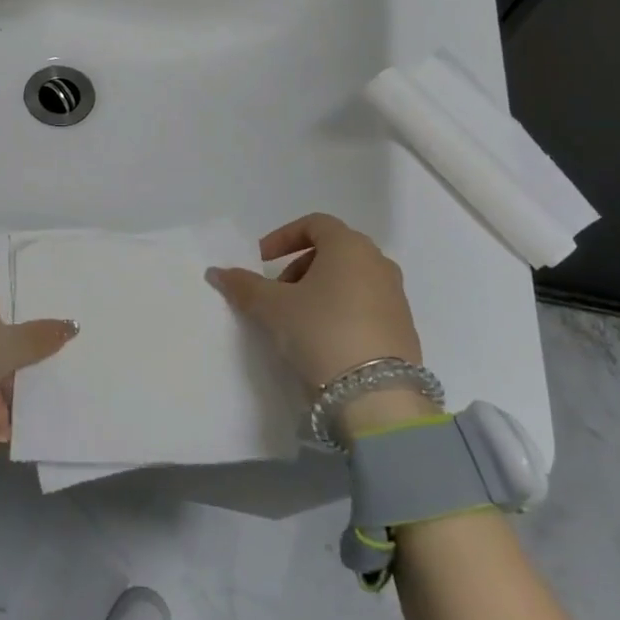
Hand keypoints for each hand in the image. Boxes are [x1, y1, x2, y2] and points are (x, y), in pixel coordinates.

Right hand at [207, 213, 428, 423]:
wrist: (378, 395)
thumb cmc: (322, 331)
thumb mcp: (274, 308)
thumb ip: (245, 286)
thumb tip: (217, 272)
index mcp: (349, 246)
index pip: (314, 224)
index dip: (283, 237)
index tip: (262, 261)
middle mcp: (377, 262)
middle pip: (332, 250)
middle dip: (299, 266)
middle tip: (278, 293)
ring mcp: (395, 295)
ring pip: (350, 277)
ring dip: (320, 288)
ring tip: (298, 319)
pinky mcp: (403, 326)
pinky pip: (365, 303)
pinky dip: (341, 308)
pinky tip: (325, 339)